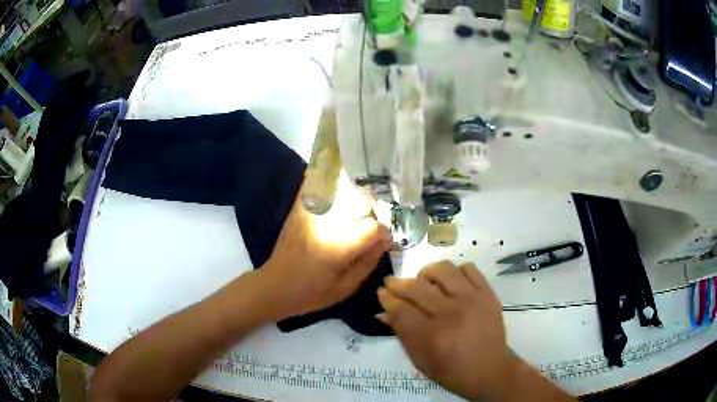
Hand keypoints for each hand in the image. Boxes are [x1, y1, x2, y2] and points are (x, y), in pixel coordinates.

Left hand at [263, 186, 391, 317]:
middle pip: (359, 203)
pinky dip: (326, 179)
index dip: (382, 234)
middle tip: (371, 225)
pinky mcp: (298, 210)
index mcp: (337, 247)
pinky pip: (314, 185)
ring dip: (353, 191)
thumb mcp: (346, 287)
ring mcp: (308, 213)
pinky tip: (335, 182)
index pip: (372, 227)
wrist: (274, 286)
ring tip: (357, 206)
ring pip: (337, 186)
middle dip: (371, 211)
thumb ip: (369, 261)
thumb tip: (386, 240)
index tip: (381, 241)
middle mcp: (323, 224)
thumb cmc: (311, 293)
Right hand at [377, 261, 514, 400]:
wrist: (490, 370)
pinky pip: (468, 269)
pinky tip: (451, 283)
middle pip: (417, 287)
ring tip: (424, 281)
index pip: (401, 309)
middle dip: (398, 283)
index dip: (387, 299)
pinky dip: (455, 272)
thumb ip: (402, 334)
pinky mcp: (487, 293)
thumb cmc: (451, 371)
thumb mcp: (420, 360)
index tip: (382, 293)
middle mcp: (451, 314)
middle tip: (392, 283)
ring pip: (443, 270)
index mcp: (432, 337)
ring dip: (427, 273)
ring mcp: (472, 300)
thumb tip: (383, 312)